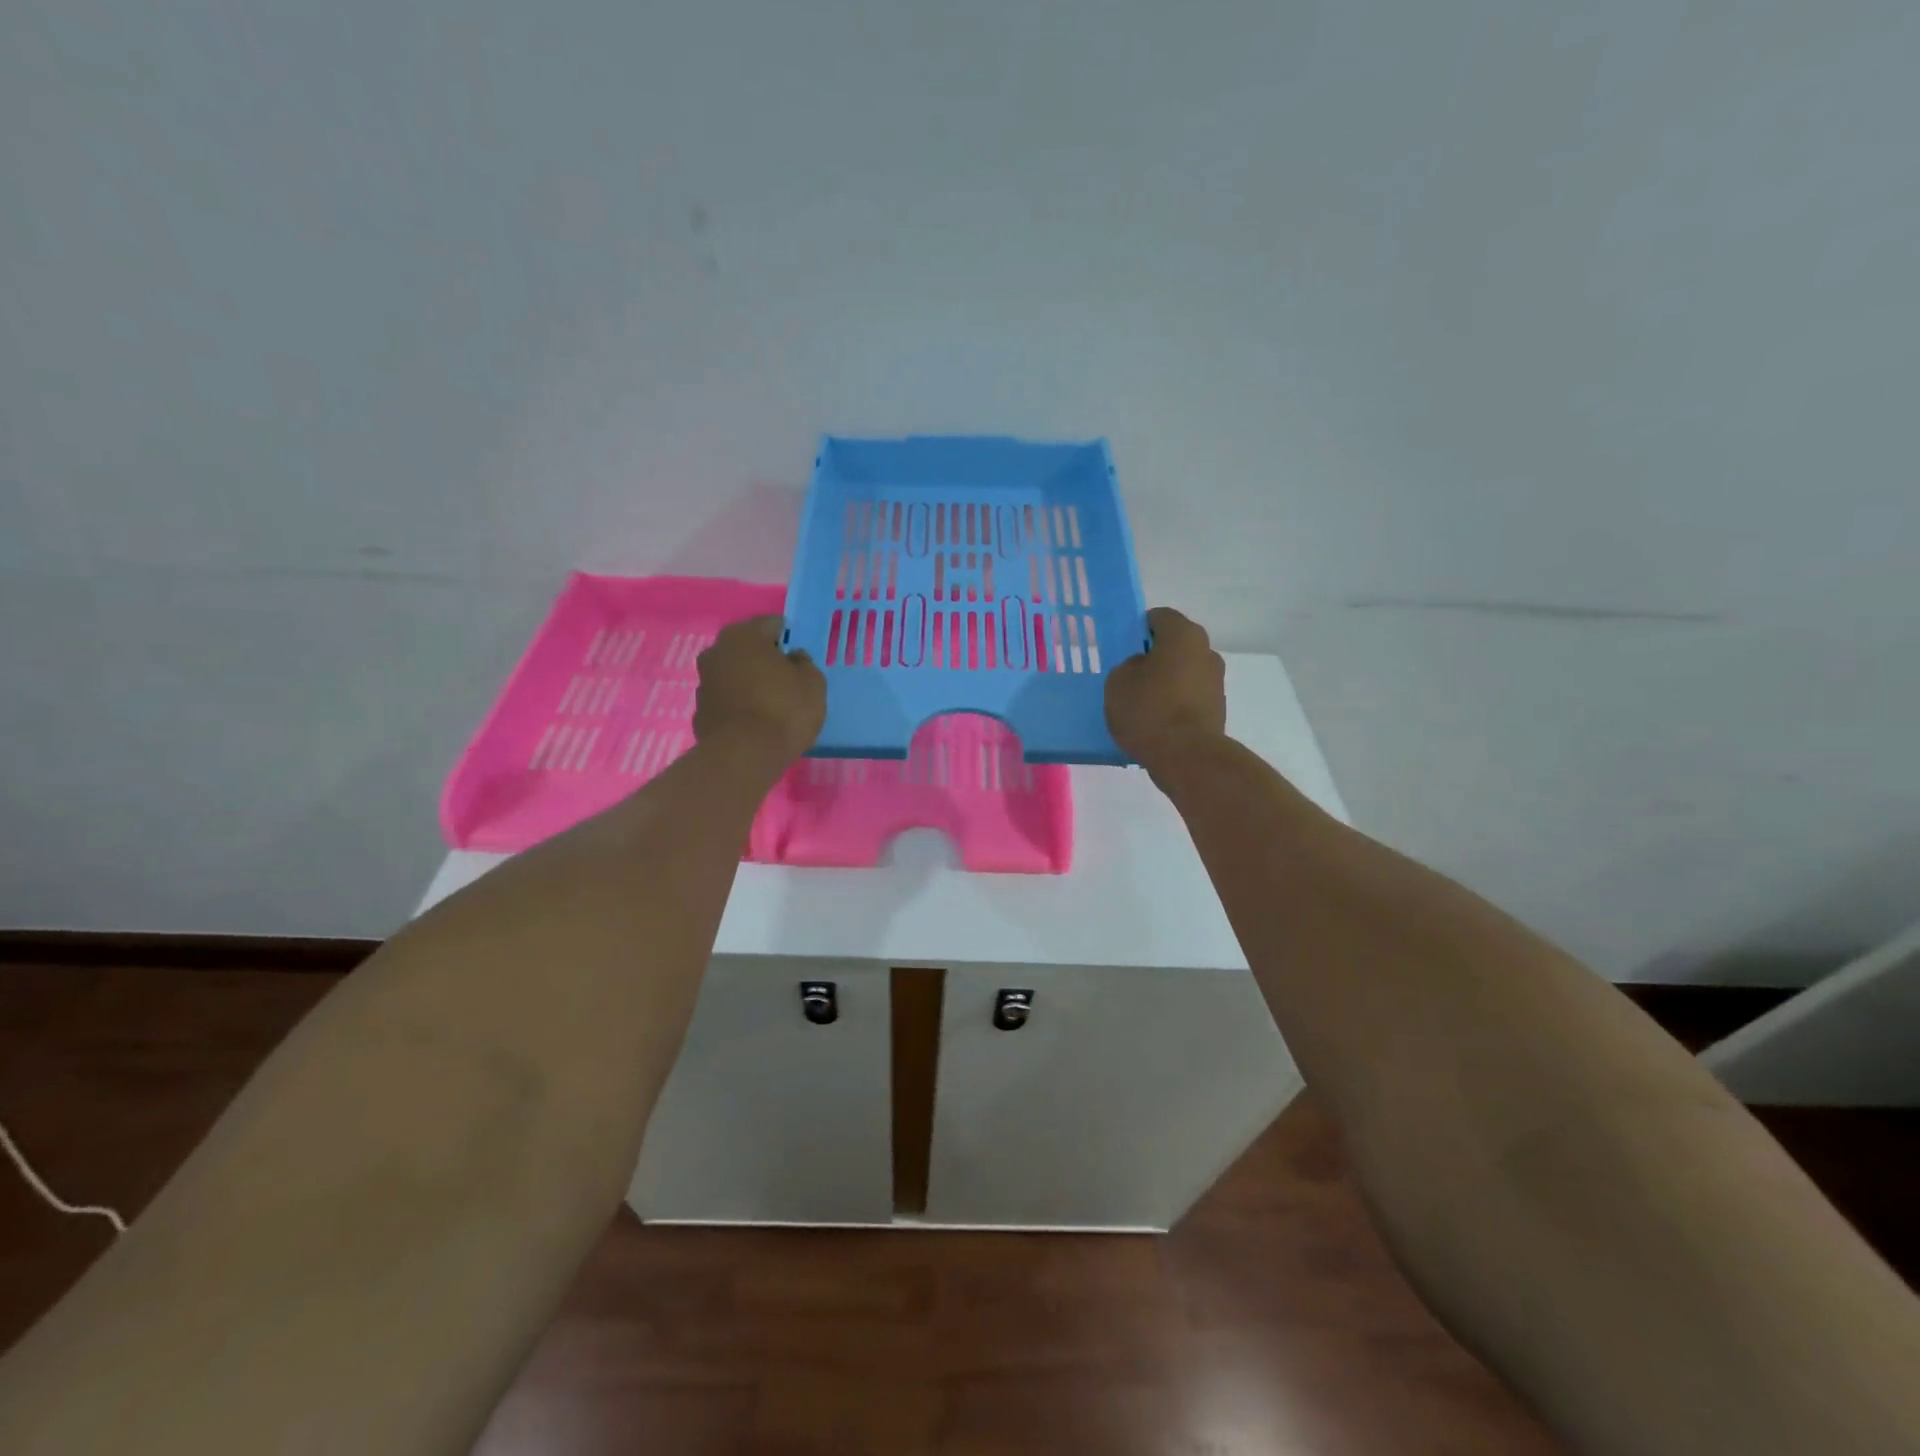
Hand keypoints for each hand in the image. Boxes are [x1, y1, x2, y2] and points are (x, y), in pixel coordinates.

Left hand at [694, 616, 826, 765]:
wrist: (744, 755)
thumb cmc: (784, 709)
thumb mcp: (813, 683)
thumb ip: (804, 664)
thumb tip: (792, 658)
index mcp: (744, 636)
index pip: (770, 625)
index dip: (787, 637)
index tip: (798, 654)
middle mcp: (717, 651)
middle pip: (746, 648)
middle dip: (763, 658)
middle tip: (785, 677)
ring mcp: (703, 682)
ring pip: (732, 674)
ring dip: (748, 682)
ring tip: (770, 702)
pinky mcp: (699, 712)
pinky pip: (725, 700)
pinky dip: (738, 705)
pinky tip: (754, 722)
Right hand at [1105, 607, 1227, 765]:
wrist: (1186, 756)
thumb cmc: (1149, 710)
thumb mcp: (1118, 682)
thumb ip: (1128, 666)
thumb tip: (1143, 668)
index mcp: (1183, 635)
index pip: (1160, 617)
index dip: (1140, 628)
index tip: (1124, 646)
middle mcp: (1206, 651)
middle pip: (1176, 644)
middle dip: (1155, 655)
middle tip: (1131, 673)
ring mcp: (1216, 681)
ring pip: (1185, 671)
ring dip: (1167, 680)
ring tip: (1143, 702)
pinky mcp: (1218, 708)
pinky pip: (1191, 696)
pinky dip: (1176, 702)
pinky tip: (1157, 720)